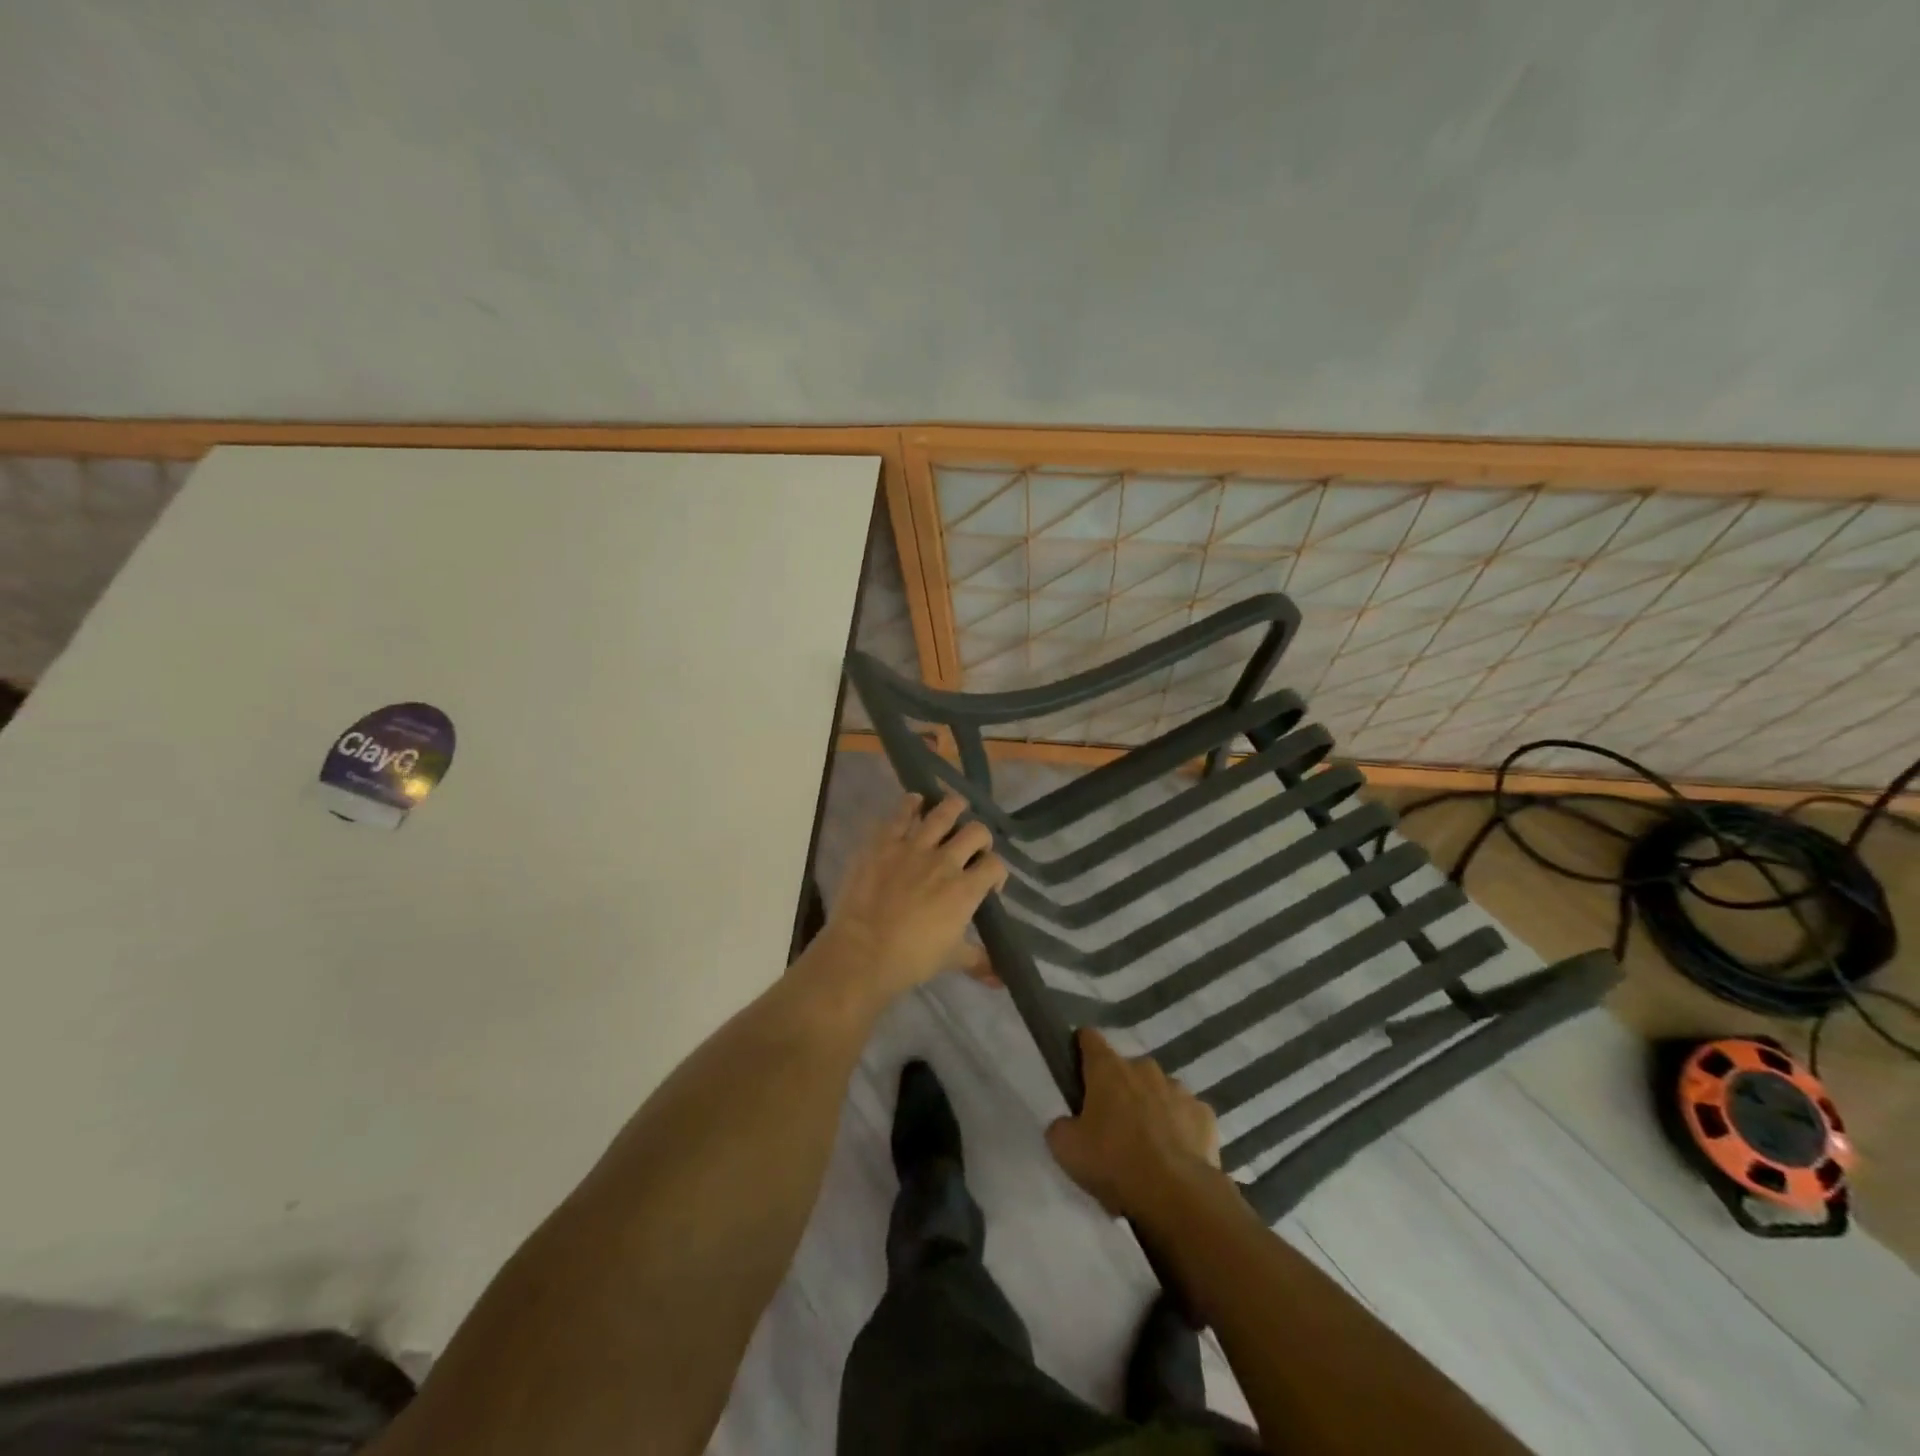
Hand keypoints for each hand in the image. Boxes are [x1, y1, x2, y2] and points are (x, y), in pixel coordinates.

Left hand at [815, 794, 1008, 1007]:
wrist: (862, 952)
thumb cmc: (910, 959)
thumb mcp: (951, 960)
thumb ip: (978, 960)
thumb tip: (1001, 978)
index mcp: (965, 890)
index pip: (995, 865)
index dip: (997, 871)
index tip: (988, 881)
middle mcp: (946, 861)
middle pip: (976, 831)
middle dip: (980, 836)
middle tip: (972, 845)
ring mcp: (914, 847)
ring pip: (944, 812)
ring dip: (953, 808)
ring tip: (954, 808)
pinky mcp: (885, 841)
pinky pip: (902, 812)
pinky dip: (911, 803)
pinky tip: (915, 802)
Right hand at [1046, 1028, 1221, 1221]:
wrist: (1177, 1194)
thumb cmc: (1114, 1162)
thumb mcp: (1066, 1149)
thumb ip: (1061, 1127)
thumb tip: (1067, 1123)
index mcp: (1107, 1069)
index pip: (1089, 1039)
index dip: (1081, 1048)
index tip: (1078, 1067)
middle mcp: (1144, 1068)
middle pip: (1126, 1069)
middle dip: (1119, 1088)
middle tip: (1112, 1123)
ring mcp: (1179, 1089)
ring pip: (1159, 1090)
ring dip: (1151, 1107)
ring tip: (1147, 1144)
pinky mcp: (1205, 1115)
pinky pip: (1186, 1114)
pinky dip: (1180, 1128)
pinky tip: (1176, 1155)